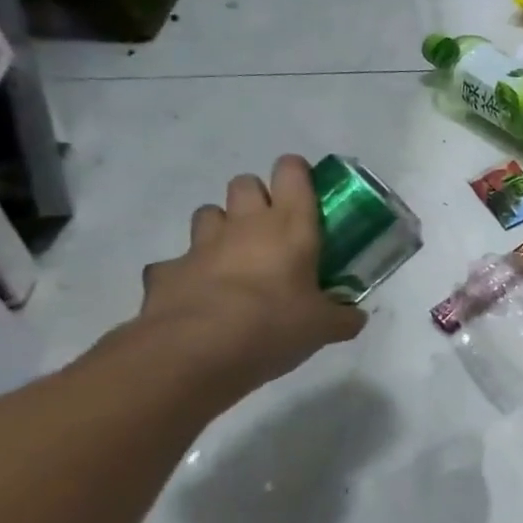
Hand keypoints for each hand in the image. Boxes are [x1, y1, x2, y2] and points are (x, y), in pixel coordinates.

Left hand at [129, 155, 365, 397]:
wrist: (195, 350)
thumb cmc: (274, 324)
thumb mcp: (323, 327)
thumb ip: (342, 317)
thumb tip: (356, 319)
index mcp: (290, 226)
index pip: (292, 172)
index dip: (297, 173)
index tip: (305, 192)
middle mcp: (245, 224)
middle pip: (244, 183)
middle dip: (256, 197)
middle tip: (271, 229)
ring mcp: (201, 245)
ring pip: (208, 213)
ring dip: (221, 227)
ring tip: (234, 258)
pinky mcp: (166, 271)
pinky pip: (176, 262)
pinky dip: (187, 273)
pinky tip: (198, 296)